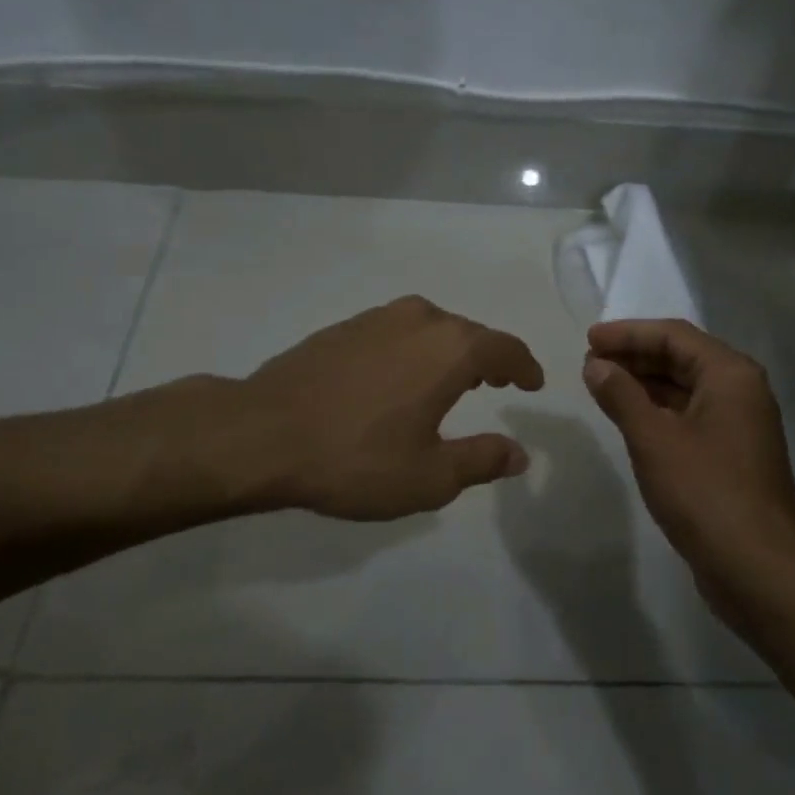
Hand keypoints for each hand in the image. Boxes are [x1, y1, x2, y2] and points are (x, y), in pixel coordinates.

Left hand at [211, 296, 544, 519]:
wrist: (261, 433)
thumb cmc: (355, 458)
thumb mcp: (429, 476)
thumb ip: (481, 460)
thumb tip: (518, 453)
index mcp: (450, 348)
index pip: (505, 349)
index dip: (524, 366)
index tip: (532, 382)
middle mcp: (419, 320)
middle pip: (469, 333)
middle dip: (489, 358)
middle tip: (497, 383)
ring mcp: (377, 318)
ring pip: (431, 327)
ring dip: (450, 350)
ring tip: (453, 379)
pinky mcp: (343, 327)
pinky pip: (397, 331)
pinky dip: (415, 349)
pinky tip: (399, 377)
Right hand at [583, 319, 794, 597]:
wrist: (758, 569)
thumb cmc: (705, 493)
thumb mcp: (653, 439)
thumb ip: (621, 395)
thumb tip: (596, 365)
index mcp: (730, 375)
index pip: (673, 336)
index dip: (628, 333)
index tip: (588, 338)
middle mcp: (741, 392)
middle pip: (682, 358)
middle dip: (634, 356)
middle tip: (590, 361)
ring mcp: (739, 425)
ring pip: (685, 389)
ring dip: (643, 383)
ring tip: (601, 385)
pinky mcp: (731, 456)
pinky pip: (689, 416)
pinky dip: (657, 411)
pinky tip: (628, 419)